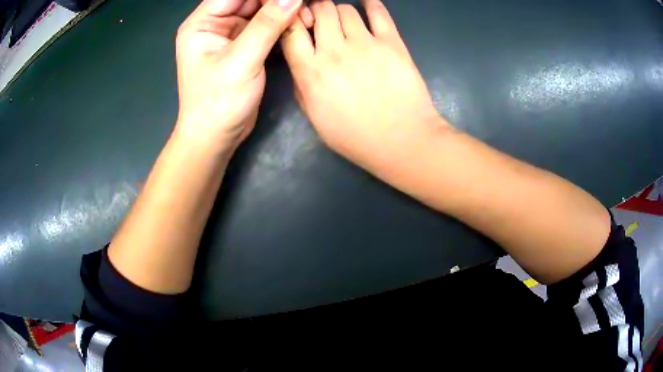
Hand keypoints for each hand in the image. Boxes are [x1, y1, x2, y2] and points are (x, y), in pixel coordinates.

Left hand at [174, 0, 305, 154]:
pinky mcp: (243, 46)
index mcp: (202, 23)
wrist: (216, 137)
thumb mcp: (241, 60)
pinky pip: (264, 25)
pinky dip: (281, 23)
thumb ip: (267, 25)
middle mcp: (214, 24)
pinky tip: (298, 21)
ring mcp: (229, 35)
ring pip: (259, 10)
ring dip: (281, 9)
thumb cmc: (219, 102)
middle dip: (276, 0)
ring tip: (305, 12)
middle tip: (303, 4)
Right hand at [281, 0, 448, 168]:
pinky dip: (371, 4)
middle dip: (318, 10)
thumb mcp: (315, 119)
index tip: (299, 23)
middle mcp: (334, 52)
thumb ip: (303, 87)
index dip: (292, 20)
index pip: (291, 30)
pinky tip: (368, 4)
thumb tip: (302, 63)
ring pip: (346, 9)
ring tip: (346, 23)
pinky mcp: (392, 43)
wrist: (402, 141)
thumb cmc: (357, 138)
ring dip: (341, 12)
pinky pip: (378, 12)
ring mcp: (365, 45)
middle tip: (323, 19)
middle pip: (321, 10)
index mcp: (311, 73)